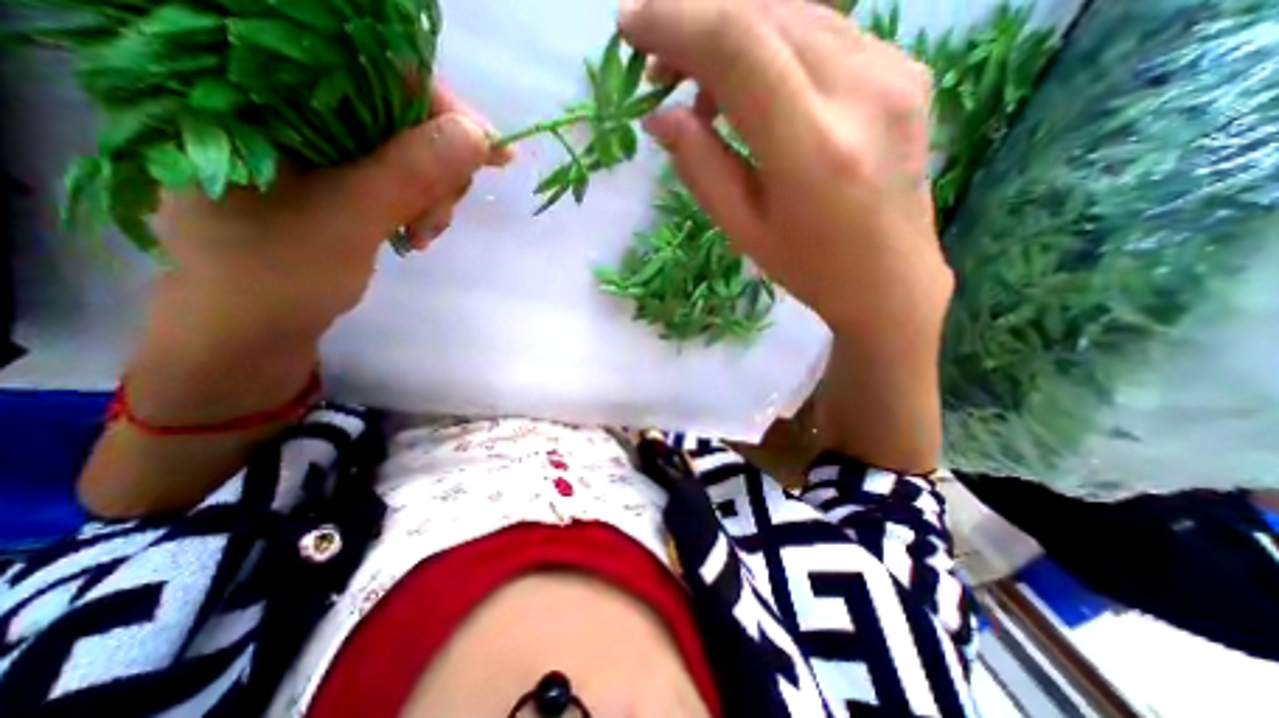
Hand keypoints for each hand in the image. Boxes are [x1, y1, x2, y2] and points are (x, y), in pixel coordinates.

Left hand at [152, 82, 506, 333]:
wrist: (252, 327)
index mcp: (257, 91)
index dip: (441, 107)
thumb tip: (479, 136)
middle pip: (397, 110)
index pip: (370, 66)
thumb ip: (410, 172)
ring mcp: (313, 142)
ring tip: (421, 235)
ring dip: (433, 193)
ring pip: (407, 148)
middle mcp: (283, 102)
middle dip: (437, 167)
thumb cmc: (278, 273)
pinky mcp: (334, 173)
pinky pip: (400, 174)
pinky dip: (421, 203)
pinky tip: (415, 231)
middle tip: (437, 218)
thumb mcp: (350, 217)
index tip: (492, 153)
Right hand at [619, 0, 946, 338]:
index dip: (674, 23)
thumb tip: (660, 117)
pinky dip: (770, 43)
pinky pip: (822, 29)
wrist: (889, 277)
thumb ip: (700, 167)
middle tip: (658, 66)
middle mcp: (860, 89)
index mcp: (811, 148)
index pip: (735, 46)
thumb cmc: (809, 267)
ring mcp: (892, 69)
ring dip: (731, 32)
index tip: (630, 27)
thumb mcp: (743, 229)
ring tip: (701, 89)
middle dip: (695, 22)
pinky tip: (751, 88)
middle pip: (761, 11)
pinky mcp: (903, 66)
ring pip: (792, 11)